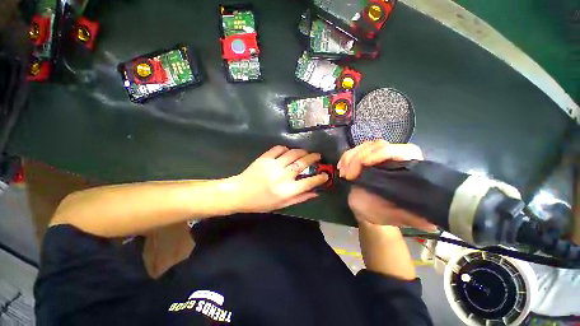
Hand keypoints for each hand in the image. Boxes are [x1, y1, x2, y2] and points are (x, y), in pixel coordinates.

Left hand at [232, 146, 327, 212]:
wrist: (240, 193)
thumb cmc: (261, 202)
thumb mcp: (281, 205)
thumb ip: (299, 198)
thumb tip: (315, 193)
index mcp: (286, 191)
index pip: (309, 182)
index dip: (319, 178)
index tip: (325, 175)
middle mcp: (282, 176)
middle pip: (302, 164)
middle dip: (313, 158)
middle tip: (318, 156)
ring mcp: (273, 165)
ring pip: (293, 153)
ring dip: (302, 151)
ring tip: (306, 152)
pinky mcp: (265, 158)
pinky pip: (279, 148)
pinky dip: (286, 148)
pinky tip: (288, 151)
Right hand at [338, 140, 436, 230]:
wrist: (369, 209)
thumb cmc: (386, 213)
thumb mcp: (399, 216)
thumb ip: (413, 216)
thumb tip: (430, 220)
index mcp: (409, 167)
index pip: (398, 151)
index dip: (380, 154)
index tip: (363, 165)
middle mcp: (395, 157)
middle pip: (378, 145)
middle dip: (359, 157)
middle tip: (347, 175)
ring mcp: (378, 156)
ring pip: (364, 146)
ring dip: (349, 157)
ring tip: (343, 173)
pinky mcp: (364, 157)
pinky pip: (353, 151)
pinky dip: (345, 157)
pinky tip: (341, 167)